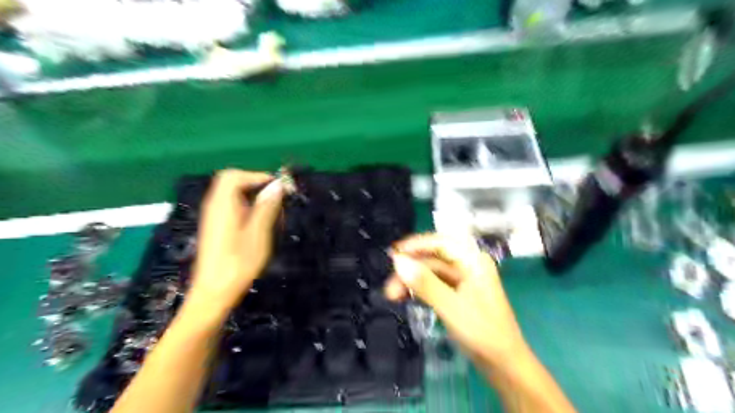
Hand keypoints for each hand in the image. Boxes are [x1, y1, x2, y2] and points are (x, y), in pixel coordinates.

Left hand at [187, 169, 282, 320]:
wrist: (213, 293)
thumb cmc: (237, 264)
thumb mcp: (258, 234)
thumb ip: (266, 207)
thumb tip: (277, 185)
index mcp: (222, 205)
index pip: (235, 175)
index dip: (257, 176)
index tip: (278, 189)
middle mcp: (215, 206)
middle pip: (233, 182)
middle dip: (256, 186)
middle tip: (277, 201)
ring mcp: (214, 217)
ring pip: (234, 195)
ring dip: (254, 198)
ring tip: (272, 216)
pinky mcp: (217, 227)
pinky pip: (232, 208)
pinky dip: (248, 209)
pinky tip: (259, 226)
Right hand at [385, 234, 528, 369]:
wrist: (504, 364)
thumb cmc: (482, 332)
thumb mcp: (450, 306)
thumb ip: (424, 283)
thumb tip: (397, 261)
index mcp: (473, 261)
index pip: (441, 243)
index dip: (416, 245)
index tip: (393, 253)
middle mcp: (468, 265)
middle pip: (433, 258)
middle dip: (410, 269)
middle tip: (389, 285)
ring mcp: (464, 280)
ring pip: (431, 272)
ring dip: (412, 281)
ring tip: (392, 295)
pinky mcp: (458, 294)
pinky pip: (435, 284)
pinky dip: (420, 289)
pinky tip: (405, 296)